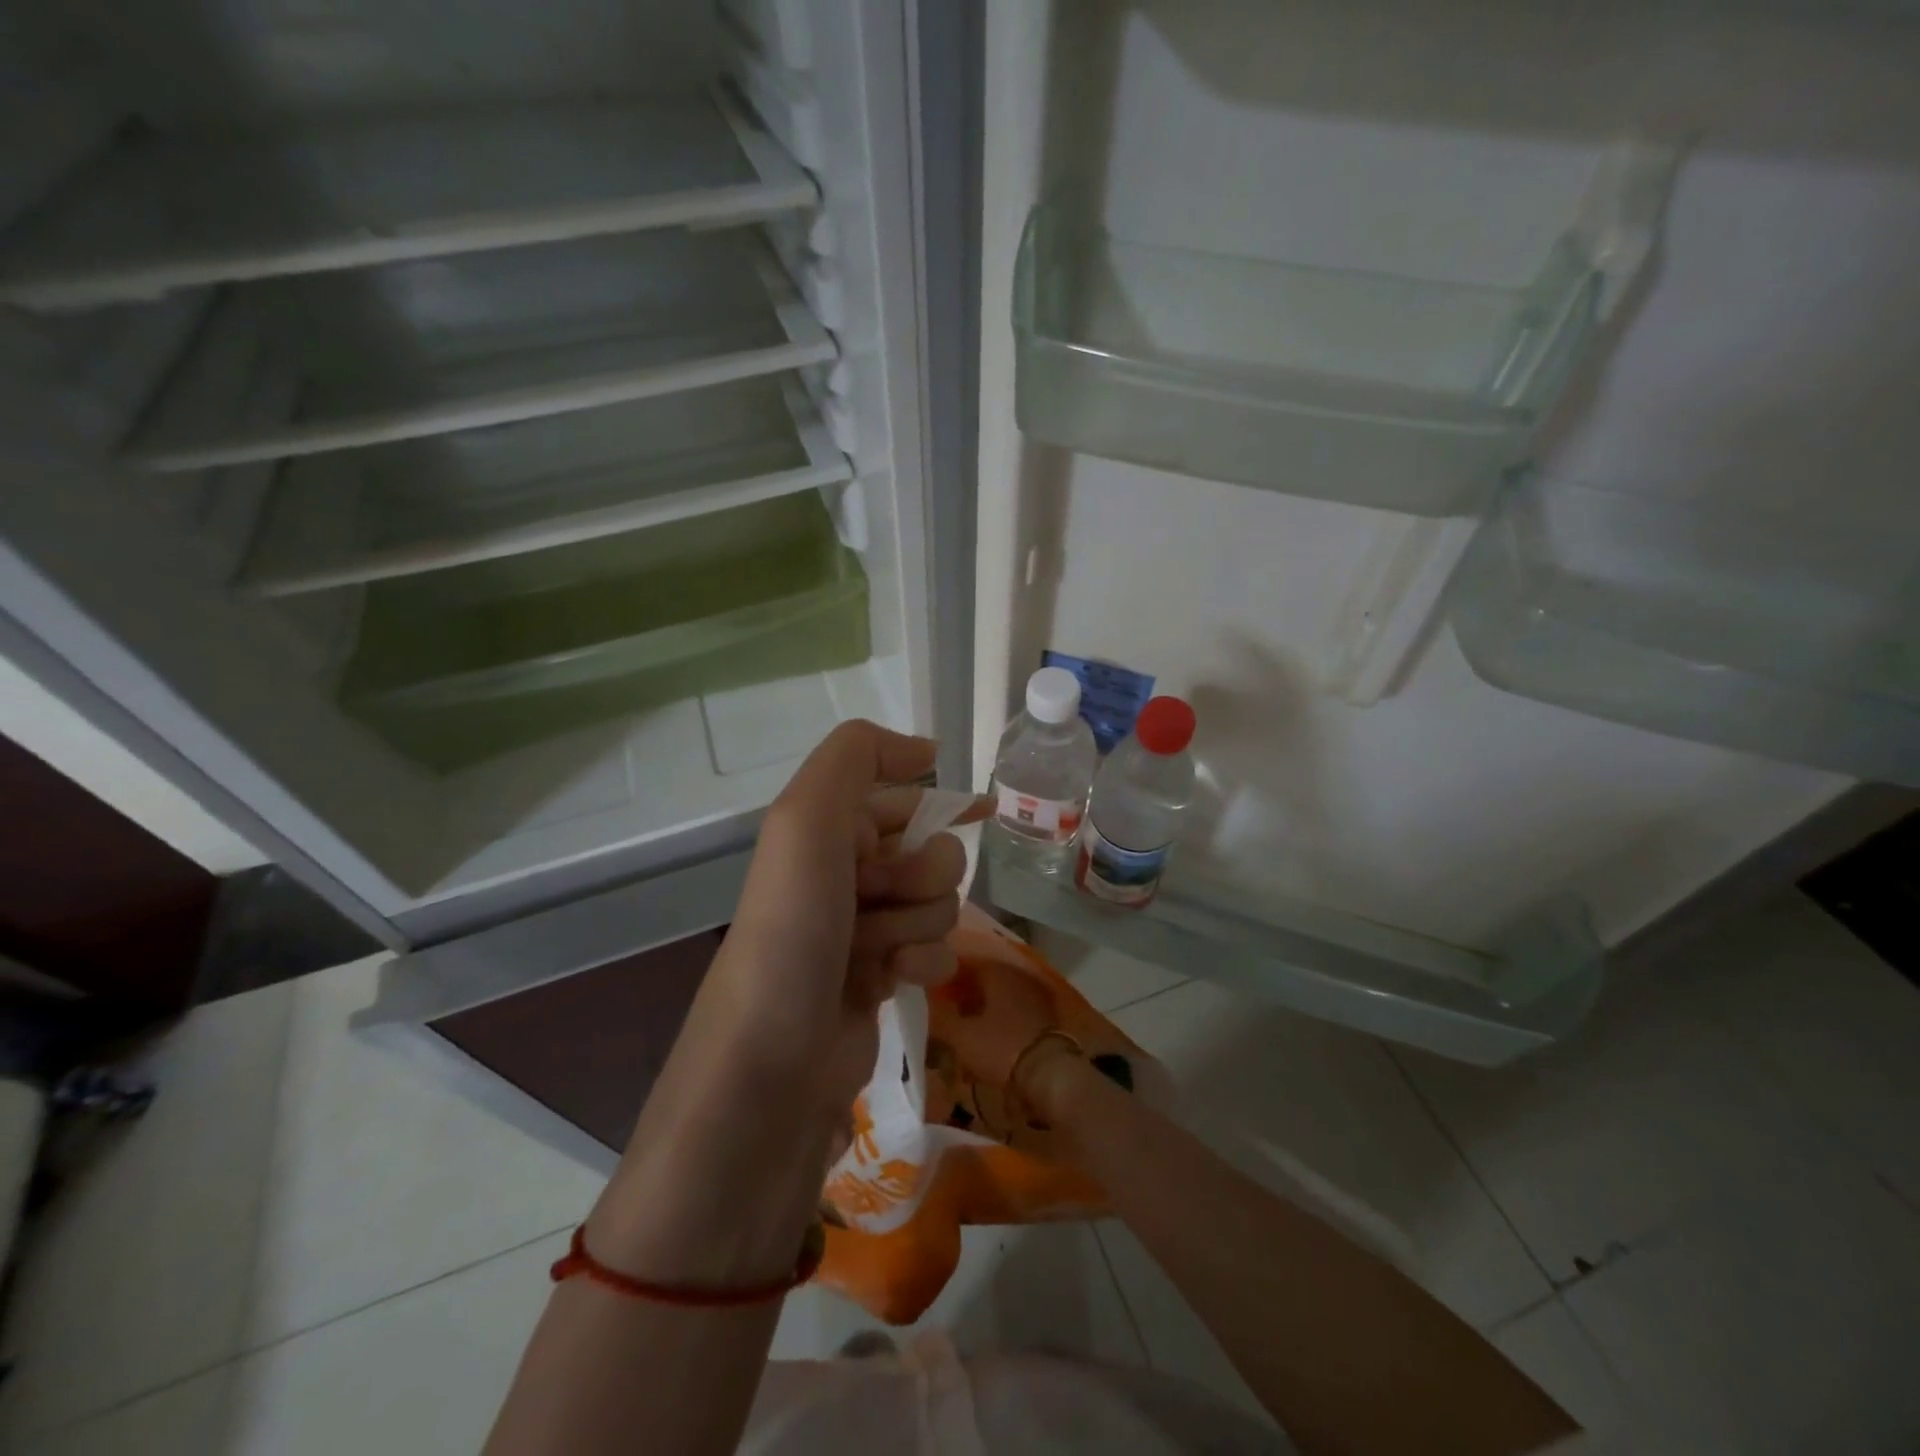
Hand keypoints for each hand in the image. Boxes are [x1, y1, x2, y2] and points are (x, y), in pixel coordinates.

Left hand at [704, 721, 988, 1117]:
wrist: (772, 1062)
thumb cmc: (793, 928)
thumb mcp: (806, 819)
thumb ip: (857, 756)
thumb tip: (925, 750)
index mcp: (825, 831)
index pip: (901, 797)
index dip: (936, 802)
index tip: (980, 810)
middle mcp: (844, 873)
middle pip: (932, 852)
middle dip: (921, 874)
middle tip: (881, 896)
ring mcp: (864, 928)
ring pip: (940, 903)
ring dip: (918, 922)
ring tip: (876, 950)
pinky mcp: (882, 977)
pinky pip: (935, 951)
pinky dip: (923, 961)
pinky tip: (895, 980)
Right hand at [937, 958, 1061, 1091]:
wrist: (1049, 1073)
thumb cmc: (1000, 1047)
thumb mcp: (961, 1036)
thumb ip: (943, 1017)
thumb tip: (929, 1002)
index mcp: (995, 971)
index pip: (964, 963)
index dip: (946, 977)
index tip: (933, 992)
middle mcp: (1017, 974)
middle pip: (984, 978)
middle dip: (965, 992)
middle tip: (947, 1009)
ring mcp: (1035, 992)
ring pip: (1001, 993)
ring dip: (984, 1005)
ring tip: (967, 1024)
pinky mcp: (1046, 1013)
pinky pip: (1016, 1008)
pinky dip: (1002, 1016)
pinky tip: (990, 1033)